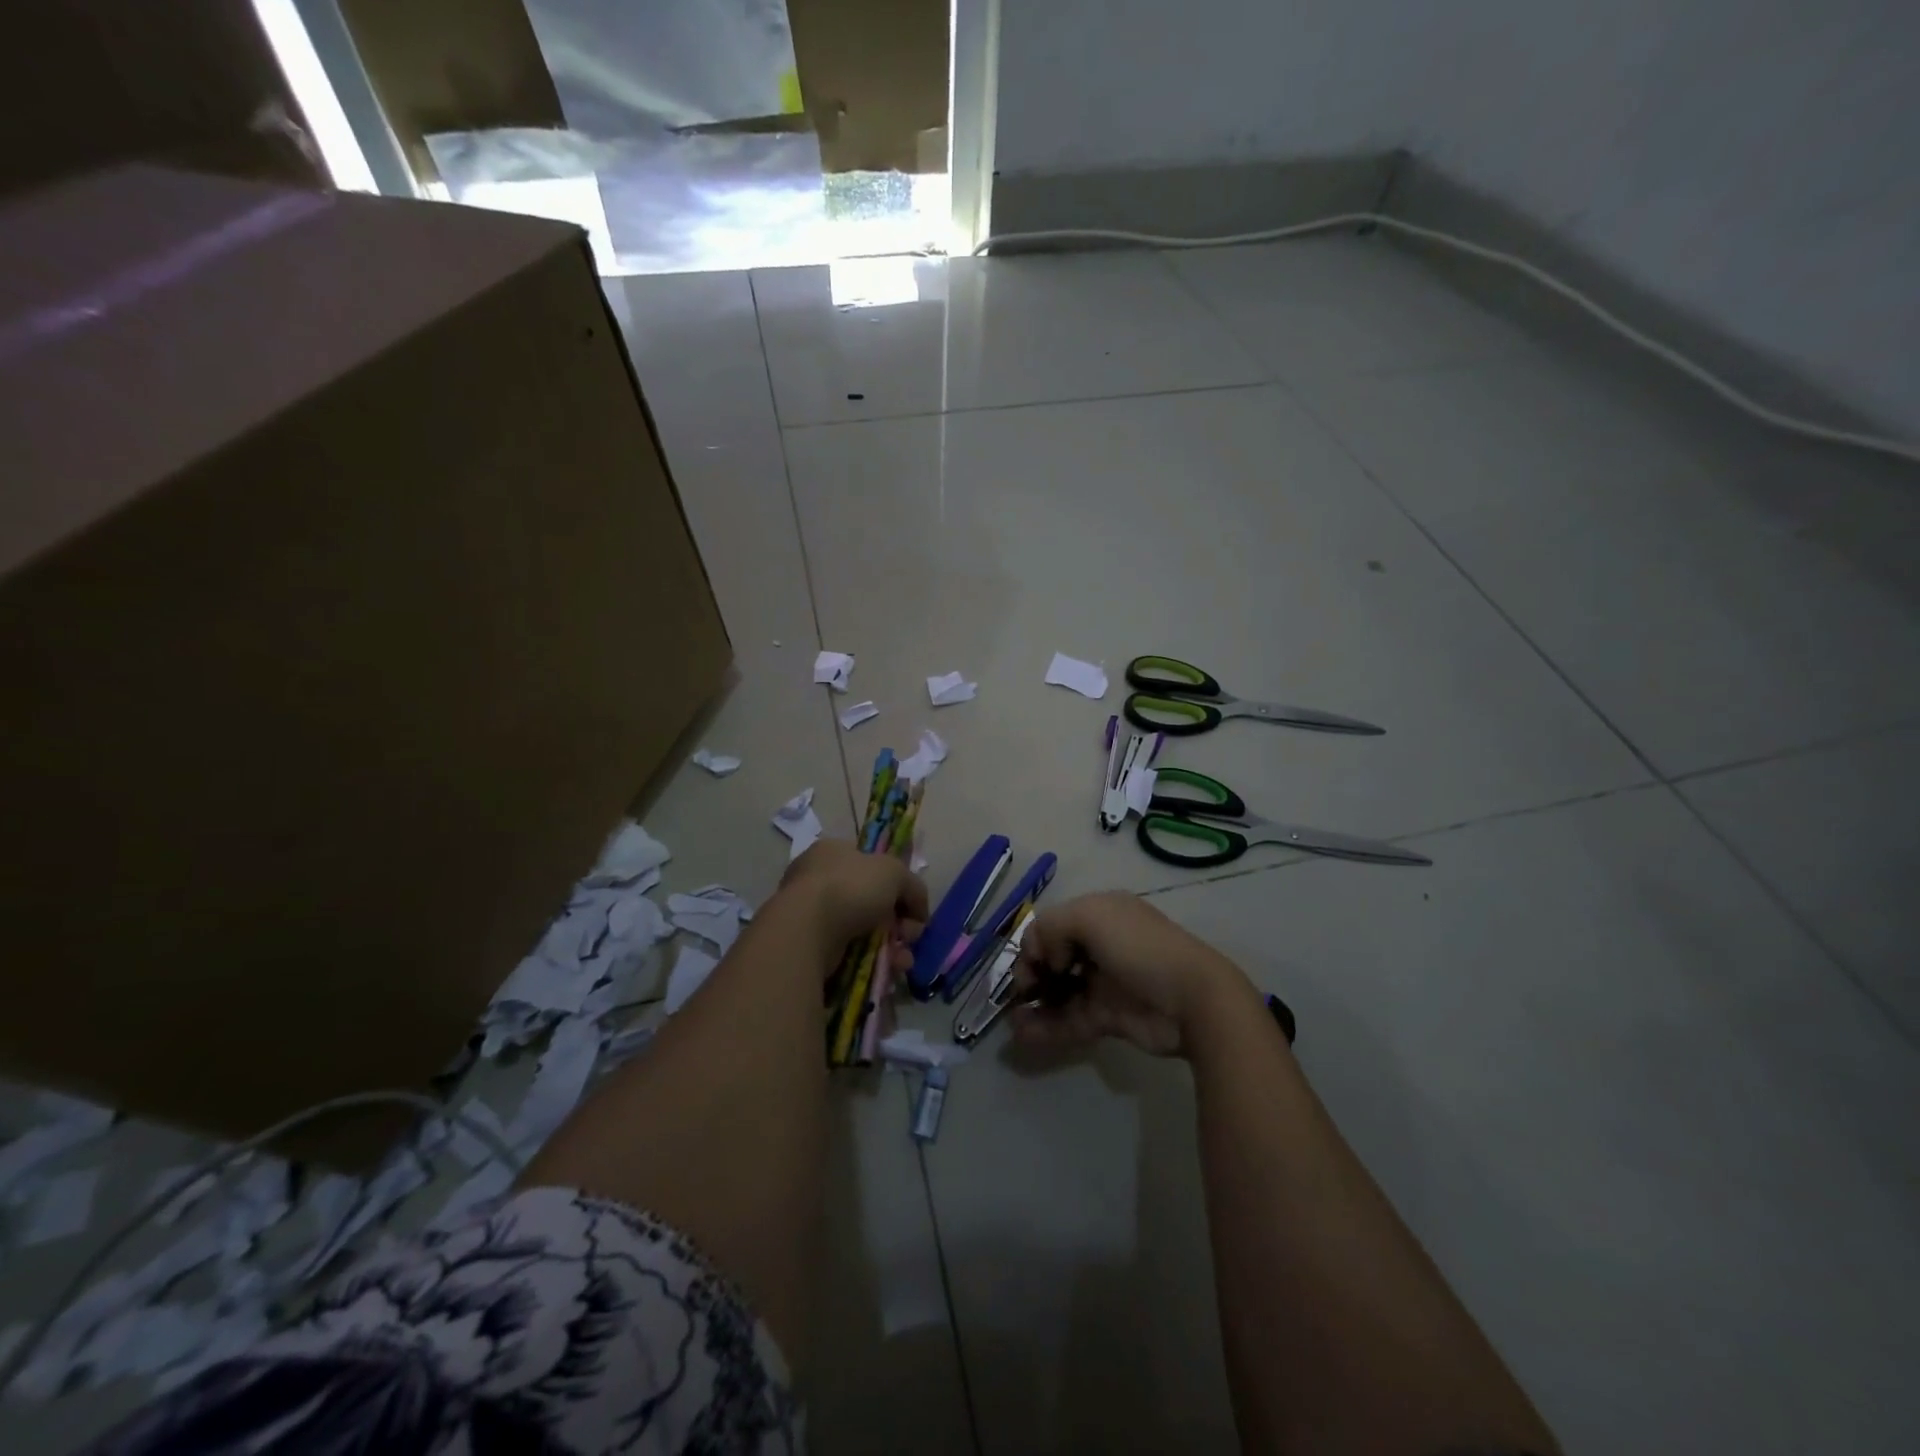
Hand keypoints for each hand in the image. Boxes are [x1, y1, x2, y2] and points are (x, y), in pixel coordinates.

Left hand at [779, 839, 928, 952]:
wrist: (807, 931)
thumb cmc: (849, 888)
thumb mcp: (894, 872)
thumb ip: (913, 886)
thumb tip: (918, 912)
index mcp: (832, 852)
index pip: (870, 864)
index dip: (896, 885)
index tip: (911, 906)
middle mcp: (818, 880)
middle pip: (871, 902)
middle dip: (897, 922)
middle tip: (909, 936)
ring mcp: (812, 915)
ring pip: (864, 931)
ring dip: (890, 946)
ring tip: (903, 960)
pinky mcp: (810, 947)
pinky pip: (850, 954)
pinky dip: (872, 962)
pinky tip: (888, 971)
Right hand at [1010, 892, 1251, 1057]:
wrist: (1192, 999)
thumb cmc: (1139, 948)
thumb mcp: (1091, 917)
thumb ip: (1052, 927)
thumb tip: (1048, 958)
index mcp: (1099, 914)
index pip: (1054, 924)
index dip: (1035, 942)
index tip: (1032, 964)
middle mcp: (1100, 945)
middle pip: (1054, 957)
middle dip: (1031, 973)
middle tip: (1022, 991)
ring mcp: (1105, 983)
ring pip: (1059, 991)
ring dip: (1033, 1003)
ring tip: (1012, 1018)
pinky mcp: (1109, 1017)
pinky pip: (1069, 1020)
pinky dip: (1045, 1027)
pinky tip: (1023, 1034)